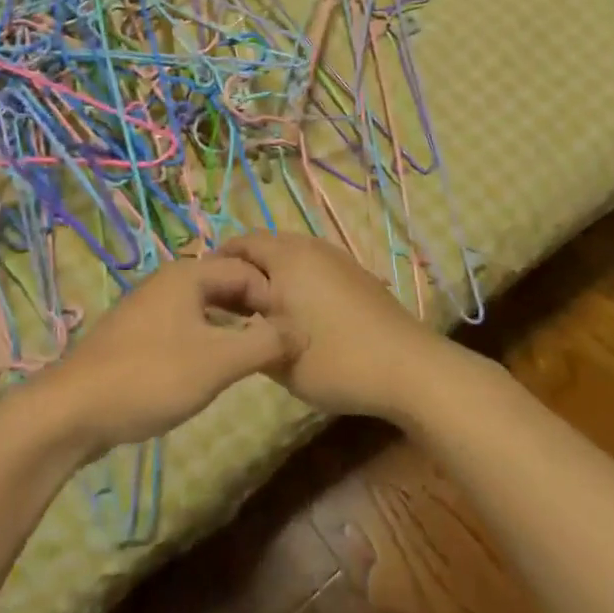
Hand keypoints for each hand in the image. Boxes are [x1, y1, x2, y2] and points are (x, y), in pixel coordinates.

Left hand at [34, 255, 291, 456]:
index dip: (275, 298)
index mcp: (189, 275)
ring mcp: (149, 308)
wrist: (73, 410)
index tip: (295, 331)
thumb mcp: (218, 362)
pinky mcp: (136, 336)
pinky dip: (208, 338)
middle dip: (255, 308)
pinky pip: (185, 326)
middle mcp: (169, 282)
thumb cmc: (151, 377)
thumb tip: (301, 330)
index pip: (247, 271)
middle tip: (281, 342)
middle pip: (225, 284)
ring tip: (255, 355)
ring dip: (233, 325)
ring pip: (205, 307)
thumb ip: (265, 343)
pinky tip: (214, 367)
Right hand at [217, 232, 454, 421]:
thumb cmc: (336, 360)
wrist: (409, 368)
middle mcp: (311, 248)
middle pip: (267, 247)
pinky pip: (313, 268)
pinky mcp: (356, 276)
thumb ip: (247, 334)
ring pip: (292, 258)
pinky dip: (297, 283)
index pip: (241, 244)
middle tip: (228, 304)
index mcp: (287, 257)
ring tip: (260, 312)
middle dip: (244, 270)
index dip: (218, 263)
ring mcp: (337, 259)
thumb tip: (232, 320)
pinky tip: (297, 315)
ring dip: (272, 277)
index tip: (204, 293)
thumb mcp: (278, 357)